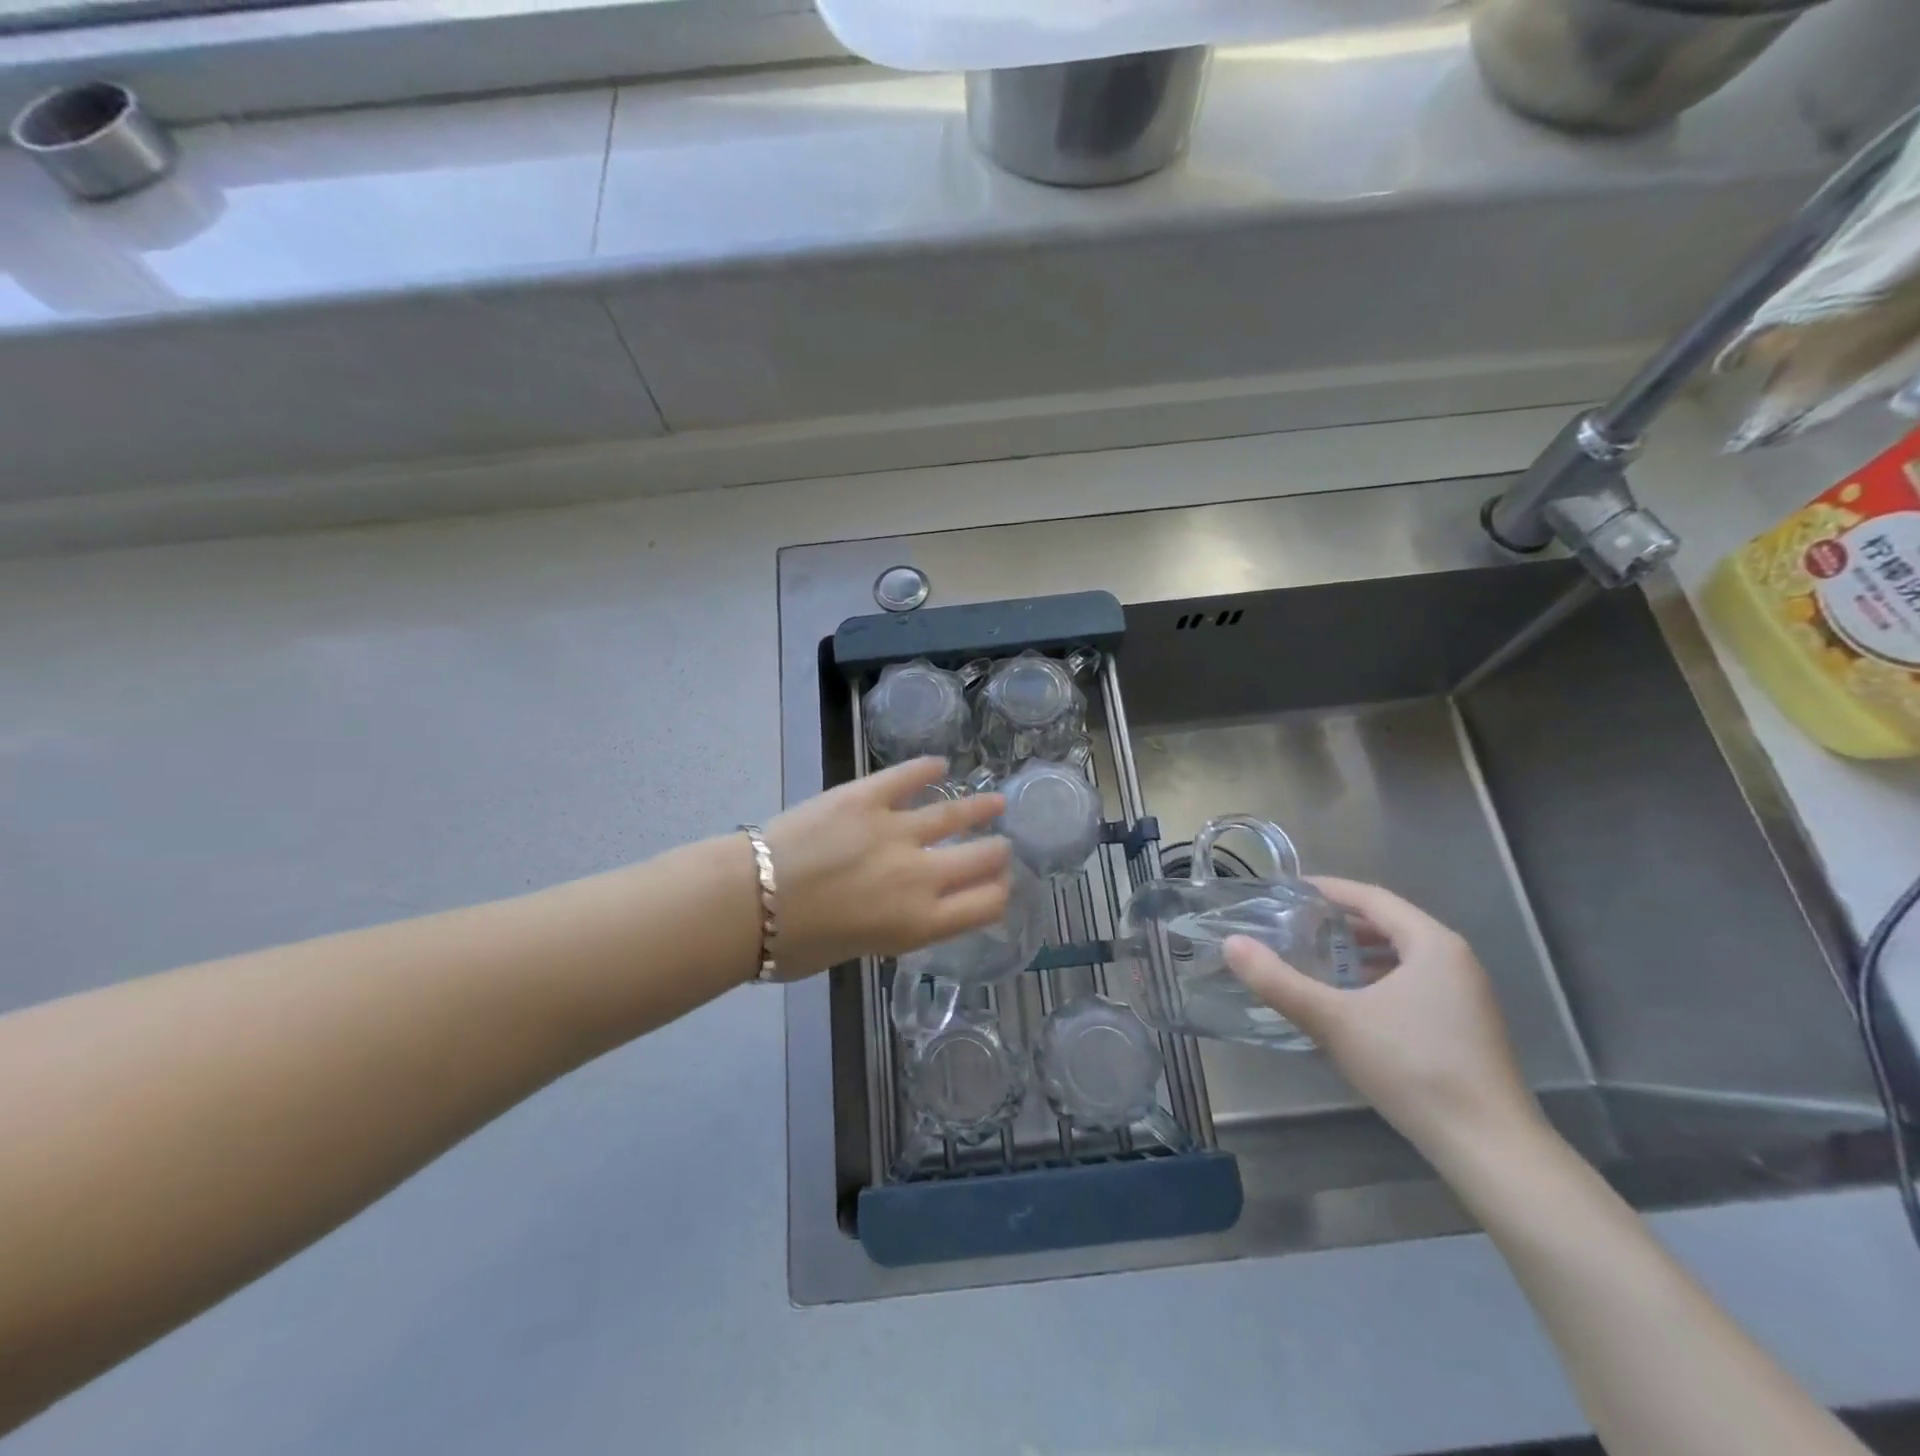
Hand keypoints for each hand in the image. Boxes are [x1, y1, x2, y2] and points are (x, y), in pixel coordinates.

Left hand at [762, 757, 1010, 978]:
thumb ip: (890, 925)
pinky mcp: (867, 796)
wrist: (749, 902)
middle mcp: (921, 876)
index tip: (1001, 885)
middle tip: (1001, 846)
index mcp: (919, 923)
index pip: (984, 905)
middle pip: (980, 859)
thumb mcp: (857, 949)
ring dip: (978, 808)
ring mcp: (896, 831)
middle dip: (996, 853)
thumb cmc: (794, 945)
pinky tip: (938, 765)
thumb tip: (895, 905)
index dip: (999, 894)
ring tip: (995, 802)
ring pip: (952, 814)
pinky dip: (925, 769)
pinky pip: (906, 777)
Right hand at [1223, 877, 1543, 1161]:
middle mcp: (1455, 960)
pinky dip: (1378, 979)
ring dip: (1358, 953)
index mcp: (1432, 943)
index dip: (1327, 890)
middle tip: (1293, 926)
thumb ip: (1279, 980)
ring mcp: (1466, 995)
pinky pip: (1414, 983)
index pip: (1371, 897)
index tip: (1287, 890)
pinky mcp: (1467, 1027)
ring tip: (1315, 961)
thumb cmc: (1413, 1067)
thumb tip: (1232, 944)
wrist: (1490, 1149)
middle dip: (1339, 922)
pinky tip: (1351, 1004)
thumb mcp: (1334, 1020)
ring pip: (1402, 956)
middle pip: (1388, 923)